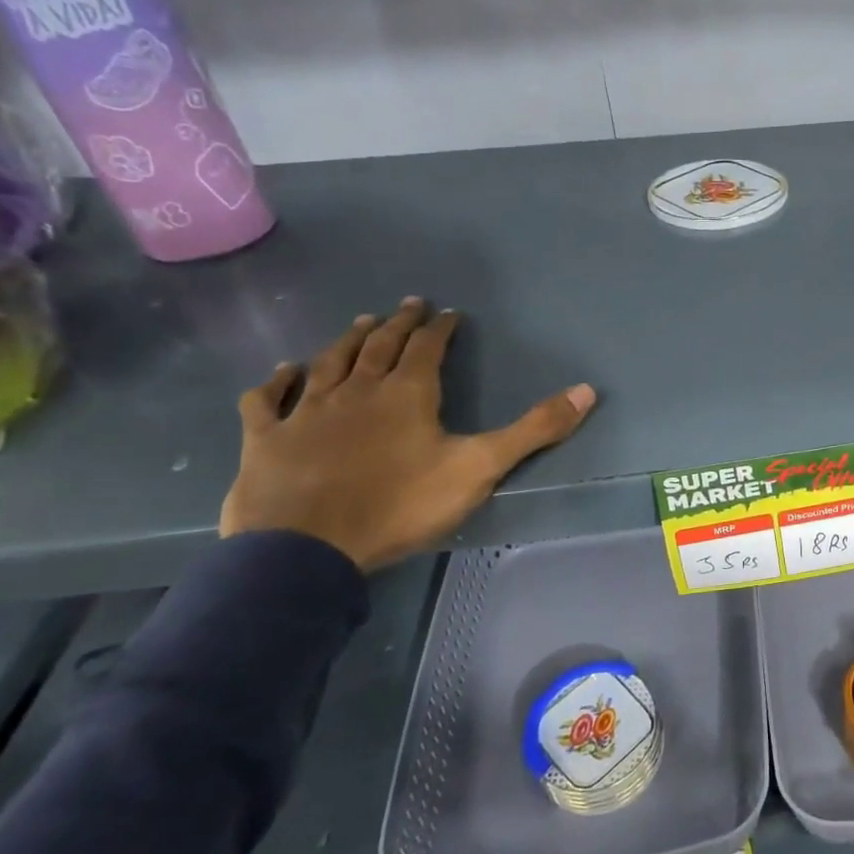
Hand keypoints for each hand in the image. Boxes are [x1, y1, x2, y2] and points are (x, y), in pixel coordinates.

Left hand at [219, 298, 595, 570]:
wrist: (307, 549)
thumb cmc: (400, 505)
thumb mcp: (480, 468)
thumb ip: (534, 430)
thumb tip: (587, 390)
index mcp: (408, 393)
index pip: (427, 347)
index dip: (440, 328)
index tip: (449, 313)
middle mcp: (357, 390)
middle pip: (379, 346)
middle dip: (398, 323)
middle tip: (408, 304)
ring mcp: (307, 411)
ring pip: (329, 362)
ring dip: (348, 340)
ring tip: (361, 322)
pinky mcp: (267, 438)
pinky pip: (268, 399)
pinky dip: (277, 380)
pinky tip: (284, 370)